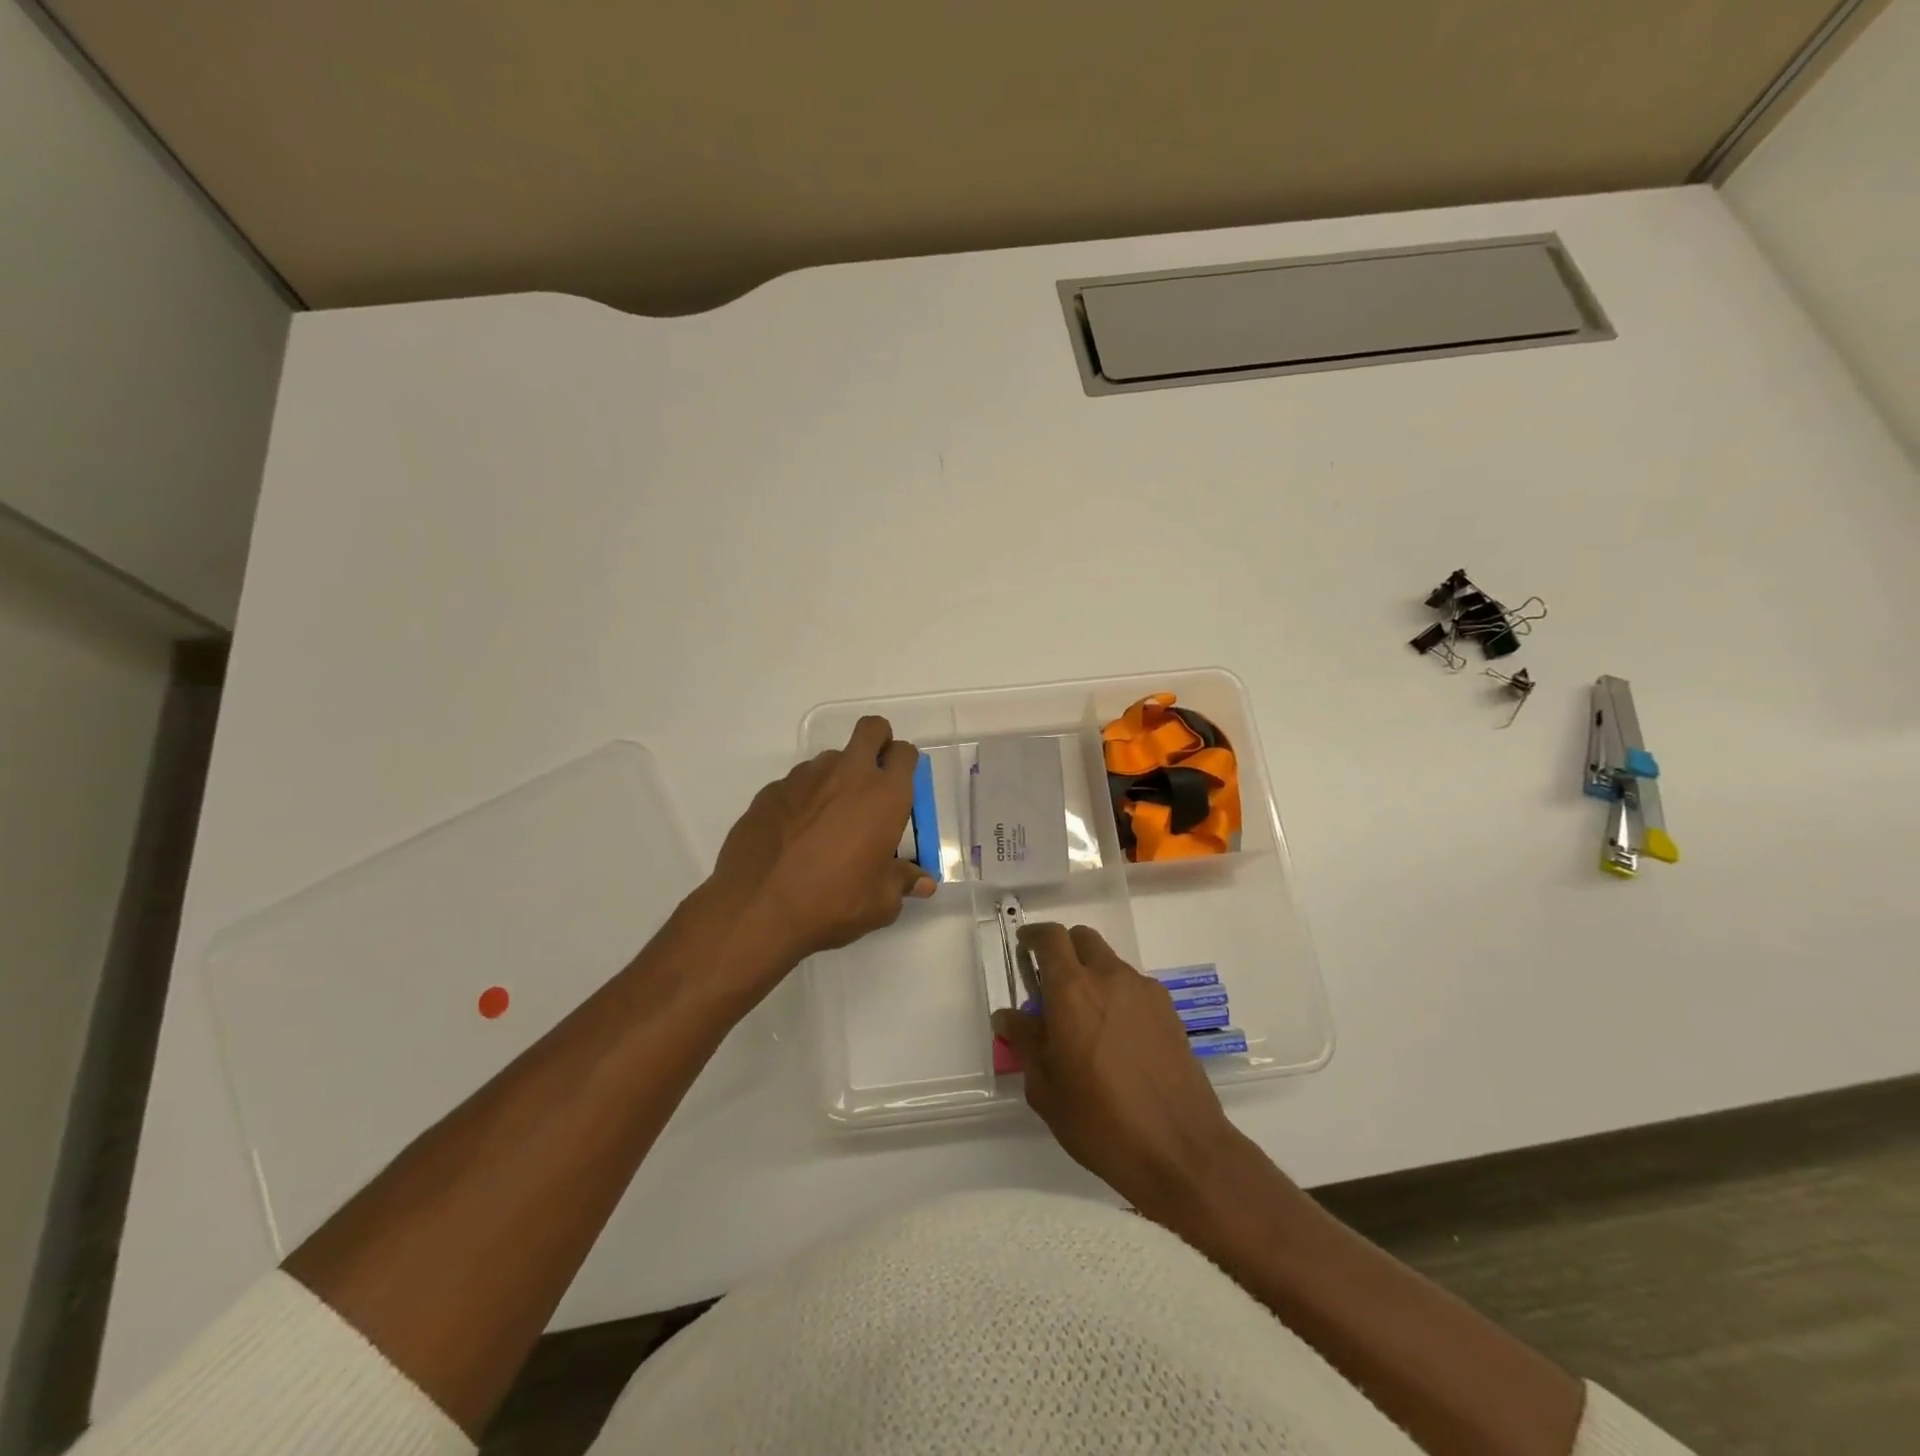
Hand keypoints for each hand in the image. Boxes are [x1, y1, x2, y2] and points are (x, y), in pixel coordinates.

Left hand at [709, 716, 935, 978]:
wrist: (757, 909)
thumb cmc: (832, 903)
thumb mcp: (880, 903)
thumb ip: (903, 882)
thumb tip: (923, 883)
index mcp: (884, 796)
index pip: (905, 753)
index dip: (905, 764)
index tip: (901, 786)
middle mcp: (847, 775)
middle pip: (871, 730)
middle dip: (878, 742)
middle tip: (873, 778)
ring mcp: (804, 778)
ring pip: (831, 759)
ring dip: (837, 778)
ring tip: (829, 820)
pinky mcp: (771, 790)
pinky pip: (797, 784)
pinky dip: (803, 800)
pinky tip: (794, 835)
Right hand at [992, 924, 1245, 1218]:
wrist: (1180, 1149)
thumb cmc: (1101, 1121)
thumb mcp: (1046, 1088)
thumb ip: (1026, 1042)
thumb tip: (1008, 1016)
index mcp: (1072, 990)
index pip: (1050, 938)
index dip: (1033, 936)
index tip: (1023, 947)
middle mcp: (1109, 977)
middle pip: (1083, 939)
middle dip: (1063, 950)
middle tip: (1051, 984)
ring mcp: (1144, 991)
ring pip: (1109, 963)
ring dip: (1091, 975)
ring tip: (1085, 1020)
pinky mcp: (1168, 1011)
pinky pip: (1133, 987)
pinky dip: (1117, 996)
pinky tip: (1117, 1038)